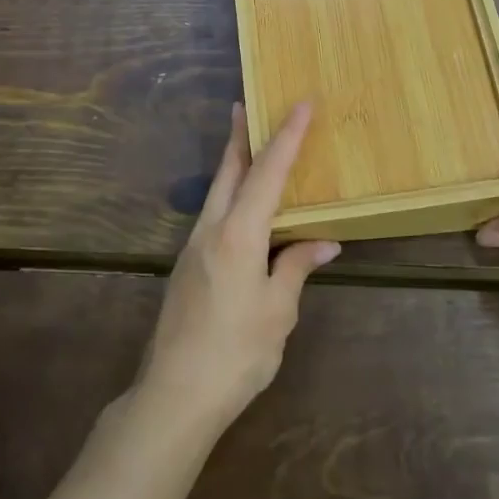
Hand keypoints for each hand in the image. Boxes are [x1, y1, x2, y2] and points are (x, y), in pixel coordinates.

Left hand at [135, 102, 338, 432]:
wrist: (174, 395)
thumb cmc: (236, 352)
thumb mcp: (278, 311)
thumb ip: (297, 267)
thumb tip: (325, 241)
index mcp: (239, 233)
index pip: (267, 172)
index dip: (287, 136)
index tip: (301, 104)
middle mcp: (212, 228)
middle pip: (229, 169)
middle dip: (240, 134)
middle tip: (247, 104)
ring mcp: (194, 245)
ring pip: (217, 190)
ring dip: (233, 162)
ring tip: (248, 144)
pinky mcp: (187, 265)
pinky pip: (213, 213)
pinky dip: (230, 193)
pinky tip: (241, 207)